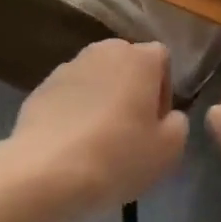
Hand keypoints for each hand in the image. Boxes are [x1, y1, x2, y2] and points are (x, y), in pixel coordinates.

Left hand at [10, 40, 187, 212]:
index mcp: (140, 57)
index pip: (162, 59)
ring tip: (98, 141)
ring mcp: (70, 65)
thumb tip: (168, 117)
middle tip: (130, 133)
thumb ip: (178, 125)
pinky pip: (70, 95)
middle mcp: (105, 50)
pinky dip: (74, 111)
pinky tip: (71, 145)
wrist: (46, 171)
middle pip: (128, 65)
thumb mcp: (168, 150)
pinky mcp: (42, 86)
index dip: (163, 92)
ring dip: (102, 100)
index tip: (155, 126)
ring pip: (97, 79)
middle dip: (132, 92)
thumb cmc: (117, 155)